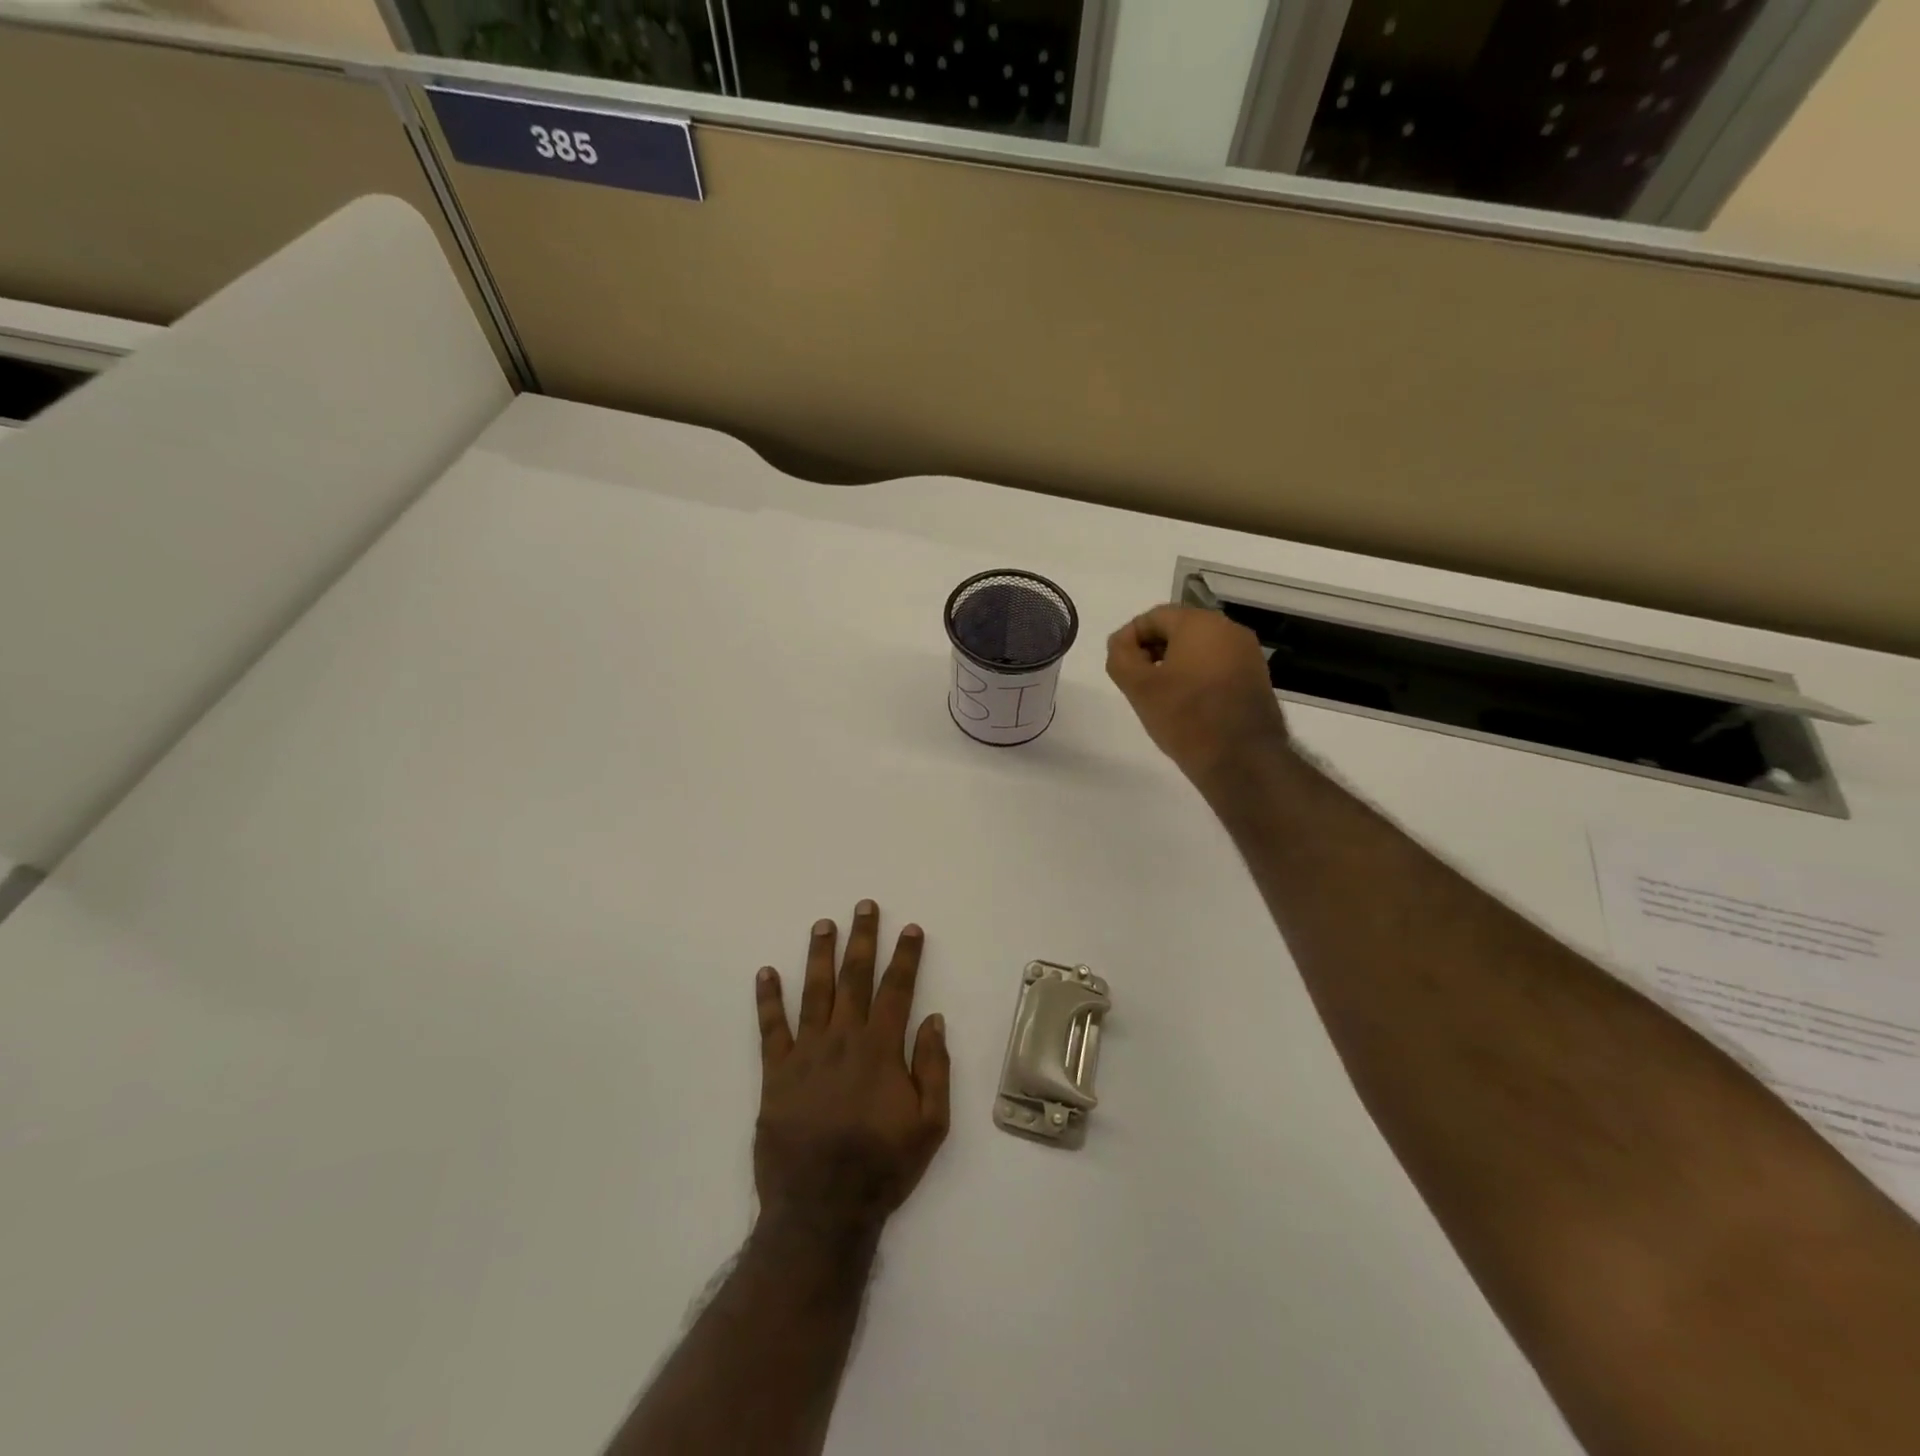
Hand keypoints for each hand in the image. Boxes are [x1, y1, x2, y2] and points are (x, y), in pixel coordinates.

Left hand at [753, 901, 950, 1240]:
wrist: (821, 1210)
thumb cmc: (882, 1168)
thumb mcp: (930, 1126)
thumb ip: (934, 1069)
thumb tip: (933, 1020)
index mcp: (881, 1050)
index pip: (897, 990)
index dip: (905, 956)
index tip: (910, 928)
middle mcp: (843, 1040)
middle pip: (854, 978)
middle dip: (862, 939)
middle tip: (864, 906)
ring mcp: (806, 1054)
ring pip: (814, 991)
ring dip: (819, 955)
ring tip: (823, 924)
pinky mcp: (776, 1074)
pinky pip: (770, 1028)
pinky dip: (768, 999)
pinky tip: (766, 972)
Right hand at [1106, 605, 1289, 789]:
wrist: (1242, 759)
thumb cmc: (1186, 717)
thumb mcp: (1139, 687)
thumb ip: (1120, 657)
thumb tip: (1121, 643)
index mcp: (1199, 623)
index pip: (1153, 617)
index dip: (1129, 639)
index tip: (1119, 667)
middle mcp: (1229, 629)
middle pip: (1178, 629)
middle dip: (1152, 651)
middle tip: (1135, 682)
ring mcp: (1247, 653)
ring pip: (1199, 648)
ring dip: (1174, 664)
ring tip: (1158, 695)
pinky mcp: (1256, 677)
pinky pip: (1217, 665)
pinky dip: (1197, 676)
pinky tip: (1186, 703)